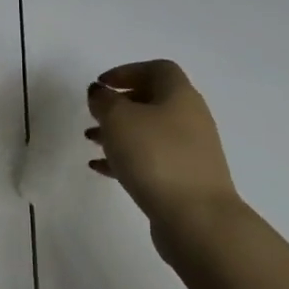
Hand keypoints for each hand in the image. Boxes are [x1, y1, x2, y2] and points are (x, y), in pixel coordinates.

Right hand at [86, 60, 242, 263]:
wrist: (198, 219)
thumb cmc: (156, 157)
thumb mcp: (119, 119)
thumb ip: (104, 101)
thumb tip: (101, 94)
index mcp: (179, 95)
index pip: (157, 69)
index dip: (127, 71)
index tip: (101, 85)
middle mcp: (190, 118)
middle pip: (153, 100)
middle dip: (120, 104)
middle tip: (95, 113)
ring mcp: (191, 152)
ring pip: (150, 132)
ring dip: (120, 133)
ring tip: (91, 141)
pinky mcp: (185, 181)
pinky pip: (152, 160)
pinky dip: (126, 159)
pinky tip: (101, 168)